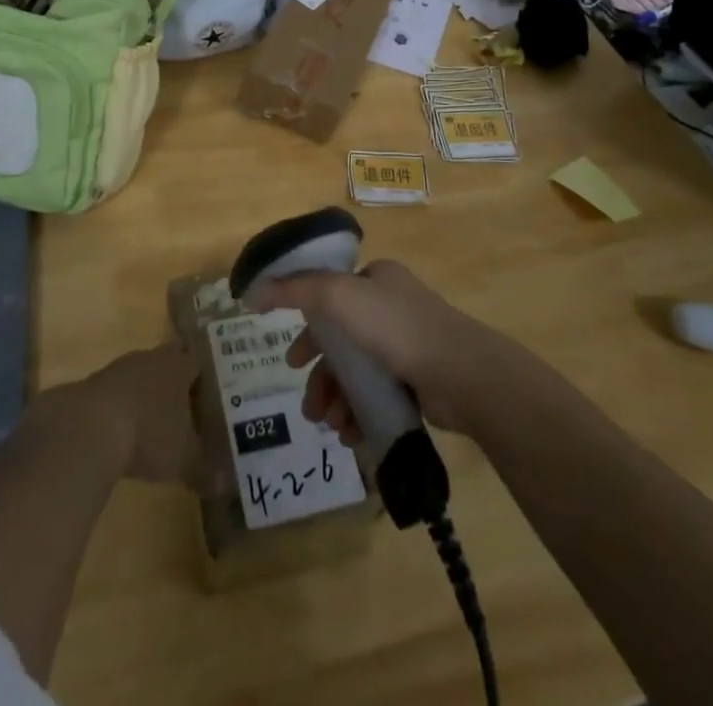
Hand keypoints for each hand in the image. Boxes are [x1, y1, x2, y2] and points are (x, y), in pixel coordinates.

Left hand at [49, 343, 205, 489]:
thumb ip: (206, 470)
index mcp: (178, 366)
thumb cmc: (147, 435)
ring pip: (140, 376)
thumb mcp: (183, 459)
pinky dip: (121, 407)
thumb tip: (227, 485)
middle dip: (176, 383)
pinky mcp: (92, 385)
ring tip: (154, 420)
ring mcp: (118, 369)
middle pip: (168, 363)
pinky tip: (122, 431)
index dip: (206, 375)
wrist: (86, 429)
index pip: (197, 361)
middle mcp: (150, 358)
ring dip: (146, 394)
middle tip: (187, 406)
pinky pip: (115, 393)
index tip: (213, 391)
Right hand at [247, 260, 495, 442]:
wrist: (460, 374)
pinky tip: (350, 433)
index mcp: (377, 278)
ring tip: (328, 424)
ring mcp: (408, 345)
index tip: (291, 358)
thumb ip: (292, 290)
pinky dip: (360, 412)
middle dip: (321, 373)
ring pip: (358, 372)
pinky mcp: (419, 381)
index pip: (330, 295)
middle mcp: (392, 306)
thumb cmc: (394, 327)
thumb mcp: (336, 295)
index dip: (306, 326)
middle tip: (308, 402)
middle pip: (341, 340)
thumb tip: (251, 291)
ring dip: (337, 398)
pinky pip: (378, 396)